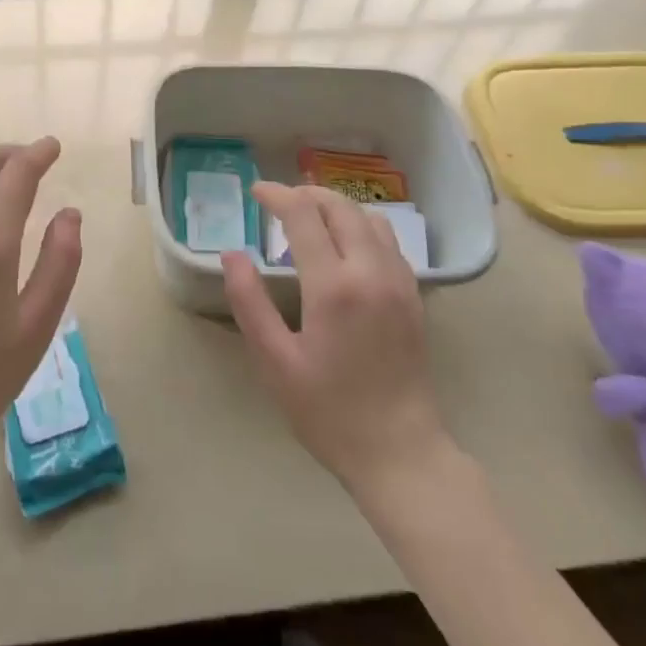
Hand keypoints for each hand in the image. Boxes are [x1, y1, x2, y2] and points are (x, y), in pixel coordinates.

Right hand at [222, 182, 453, 498]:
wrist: (401, 453)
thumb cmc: (329, 412)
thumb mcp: (275, 362)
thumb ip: (250, 303)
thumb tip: (232, 255)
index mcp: (334, 286)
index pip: (303, 215)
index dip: (276, 195)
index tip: (255, 192)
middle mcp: (371, 272)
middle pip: (340, 207)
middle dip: (306, 194)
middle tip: (278, 202)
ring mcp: (399, 282)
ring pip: (369, 218)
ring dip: (336, 207)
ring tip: (309, 219)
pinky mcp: (414, 296)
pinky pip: (388, 241)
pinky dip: (361, 227)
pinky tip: (344, 247)